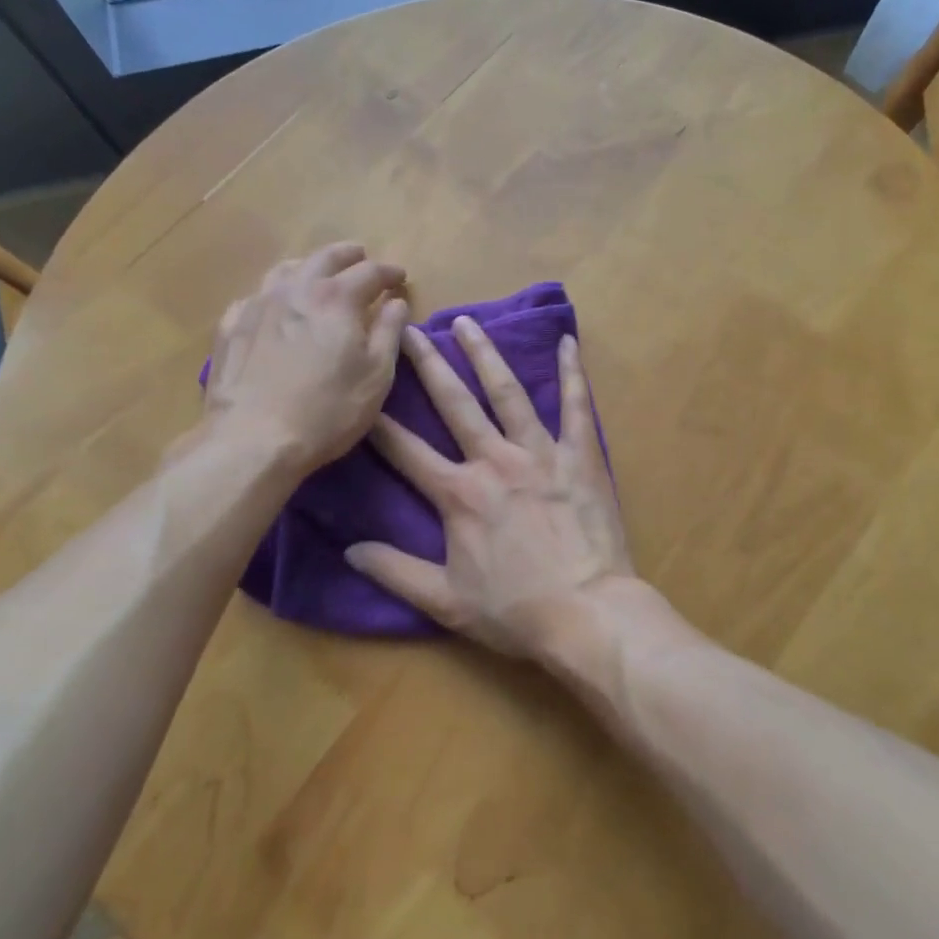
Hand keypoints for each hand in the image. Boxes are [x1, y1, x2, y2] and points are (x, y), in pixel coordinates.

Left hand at [204, 243, 409, 470]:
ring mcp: (257, 306)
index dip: (389, 272)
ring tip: (317, 275)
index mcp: (337, 298)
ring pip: (284, 271)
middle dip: (347, 255)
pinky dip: (272, 295)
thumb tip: (396, 302)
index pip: (369, 272)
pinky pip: (253, 298)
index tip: (400, 277)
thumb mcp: (376, 376)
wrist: (253, 439)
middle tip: (360, 257)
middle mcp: (295, 290)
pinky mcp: (230, 328)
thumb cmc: (328, 411)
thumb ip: (388, 333)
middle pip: (324, 258)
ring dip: (307, 266)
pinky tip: (272, 308)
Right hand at [345, 317, 636, 658]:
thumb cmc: (515, 611)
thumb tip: (349, 550)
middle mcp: (495, 461)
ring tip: (467, 322)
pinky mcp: (581, 456)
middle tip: (409, 329)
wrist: (588, 616)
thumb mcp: (445, 601)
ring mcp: (541, 453)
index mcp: (459, 494)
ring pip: (508, 392)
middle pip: (454, 404)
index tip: (362, 393)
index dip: (379, 423)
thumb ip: (394, 571)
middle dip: (427, 365)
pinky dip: (572, 373)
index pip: (406, 451)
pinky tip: (568, 342)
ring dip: (485, 355)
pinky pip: (576, 406)